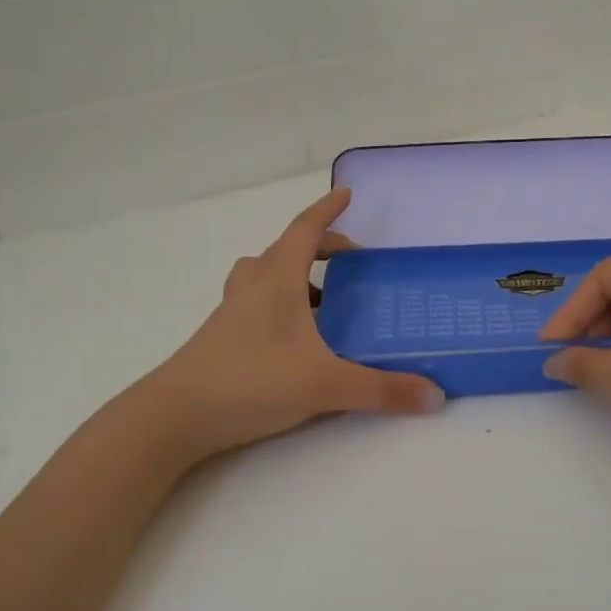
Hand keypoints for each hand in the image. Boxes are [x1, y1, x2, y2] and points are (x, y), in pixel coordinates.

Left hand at [135, 189, 443, 461]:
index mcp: (277, 279)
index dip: (327, 209)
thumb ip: (382, 390)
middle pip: (286, 250)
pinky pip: (257, 304)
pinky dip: (281, 306)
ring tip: (326, 302)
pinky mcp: (223, 339)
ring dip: (296, 276)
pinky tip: (299, 341)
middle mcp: (252, 286)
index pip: (305, 230)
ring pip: (265, 276)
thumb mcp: (325, 385)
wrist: (174, 417)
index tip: (347, 193)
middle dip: (321, 247)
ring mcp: (232, 313)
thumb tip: (436, 396)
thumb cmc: (251, 382)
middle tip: (352, 263)